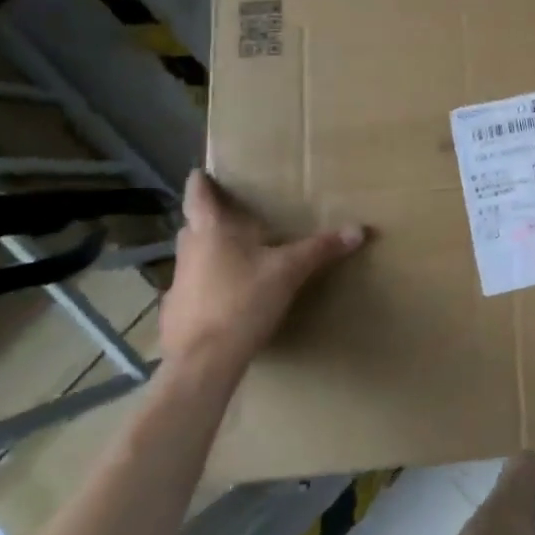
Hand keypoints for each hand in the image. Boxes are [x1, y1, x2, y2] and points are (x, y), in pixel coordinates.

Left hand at [160, 170, 365, 383]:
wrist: (204, 362)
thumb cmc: (244, 302)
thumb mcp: (291, 271)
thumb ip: (322, 248)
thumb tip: (360, 229)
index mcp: (212, 231)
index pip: (198, 194)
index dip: (201, 181)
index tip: (203, 172)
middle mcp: (189, 250)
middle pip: (194, 225)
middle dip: (209, 218)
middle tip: (233, 215)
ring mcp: (177, 283)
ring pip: (192, 257)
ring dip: (208, 253)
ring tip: (235, 256)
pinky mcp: (174, 312)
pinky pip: (191, 289)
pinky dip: (206, 287)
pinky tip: (225, 299)